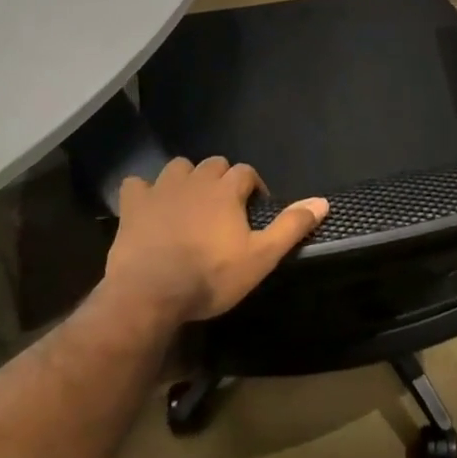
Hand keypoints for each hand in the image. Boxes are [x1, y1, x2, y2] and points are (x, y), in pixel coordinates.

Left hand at [104, 156, 328, 323]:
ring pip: (178, 167)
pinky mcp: (133, 205)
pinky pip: (137, 184)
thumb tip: (323, 201)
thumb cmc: (210, 276)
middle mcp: (195, 179)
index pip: (246, 172)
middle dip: (222, 179)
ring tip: (189, 204)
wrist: (150, 292)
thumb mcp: (260, 258)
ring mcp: (161, 189)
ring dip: (186, 179)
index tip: (255, 209)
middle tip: (224, 209)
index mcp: (226, 190)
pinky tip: (148, 207)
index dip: (253, 187)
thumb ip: (291, 227)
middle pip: (214, 164)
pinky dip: (144, 192)